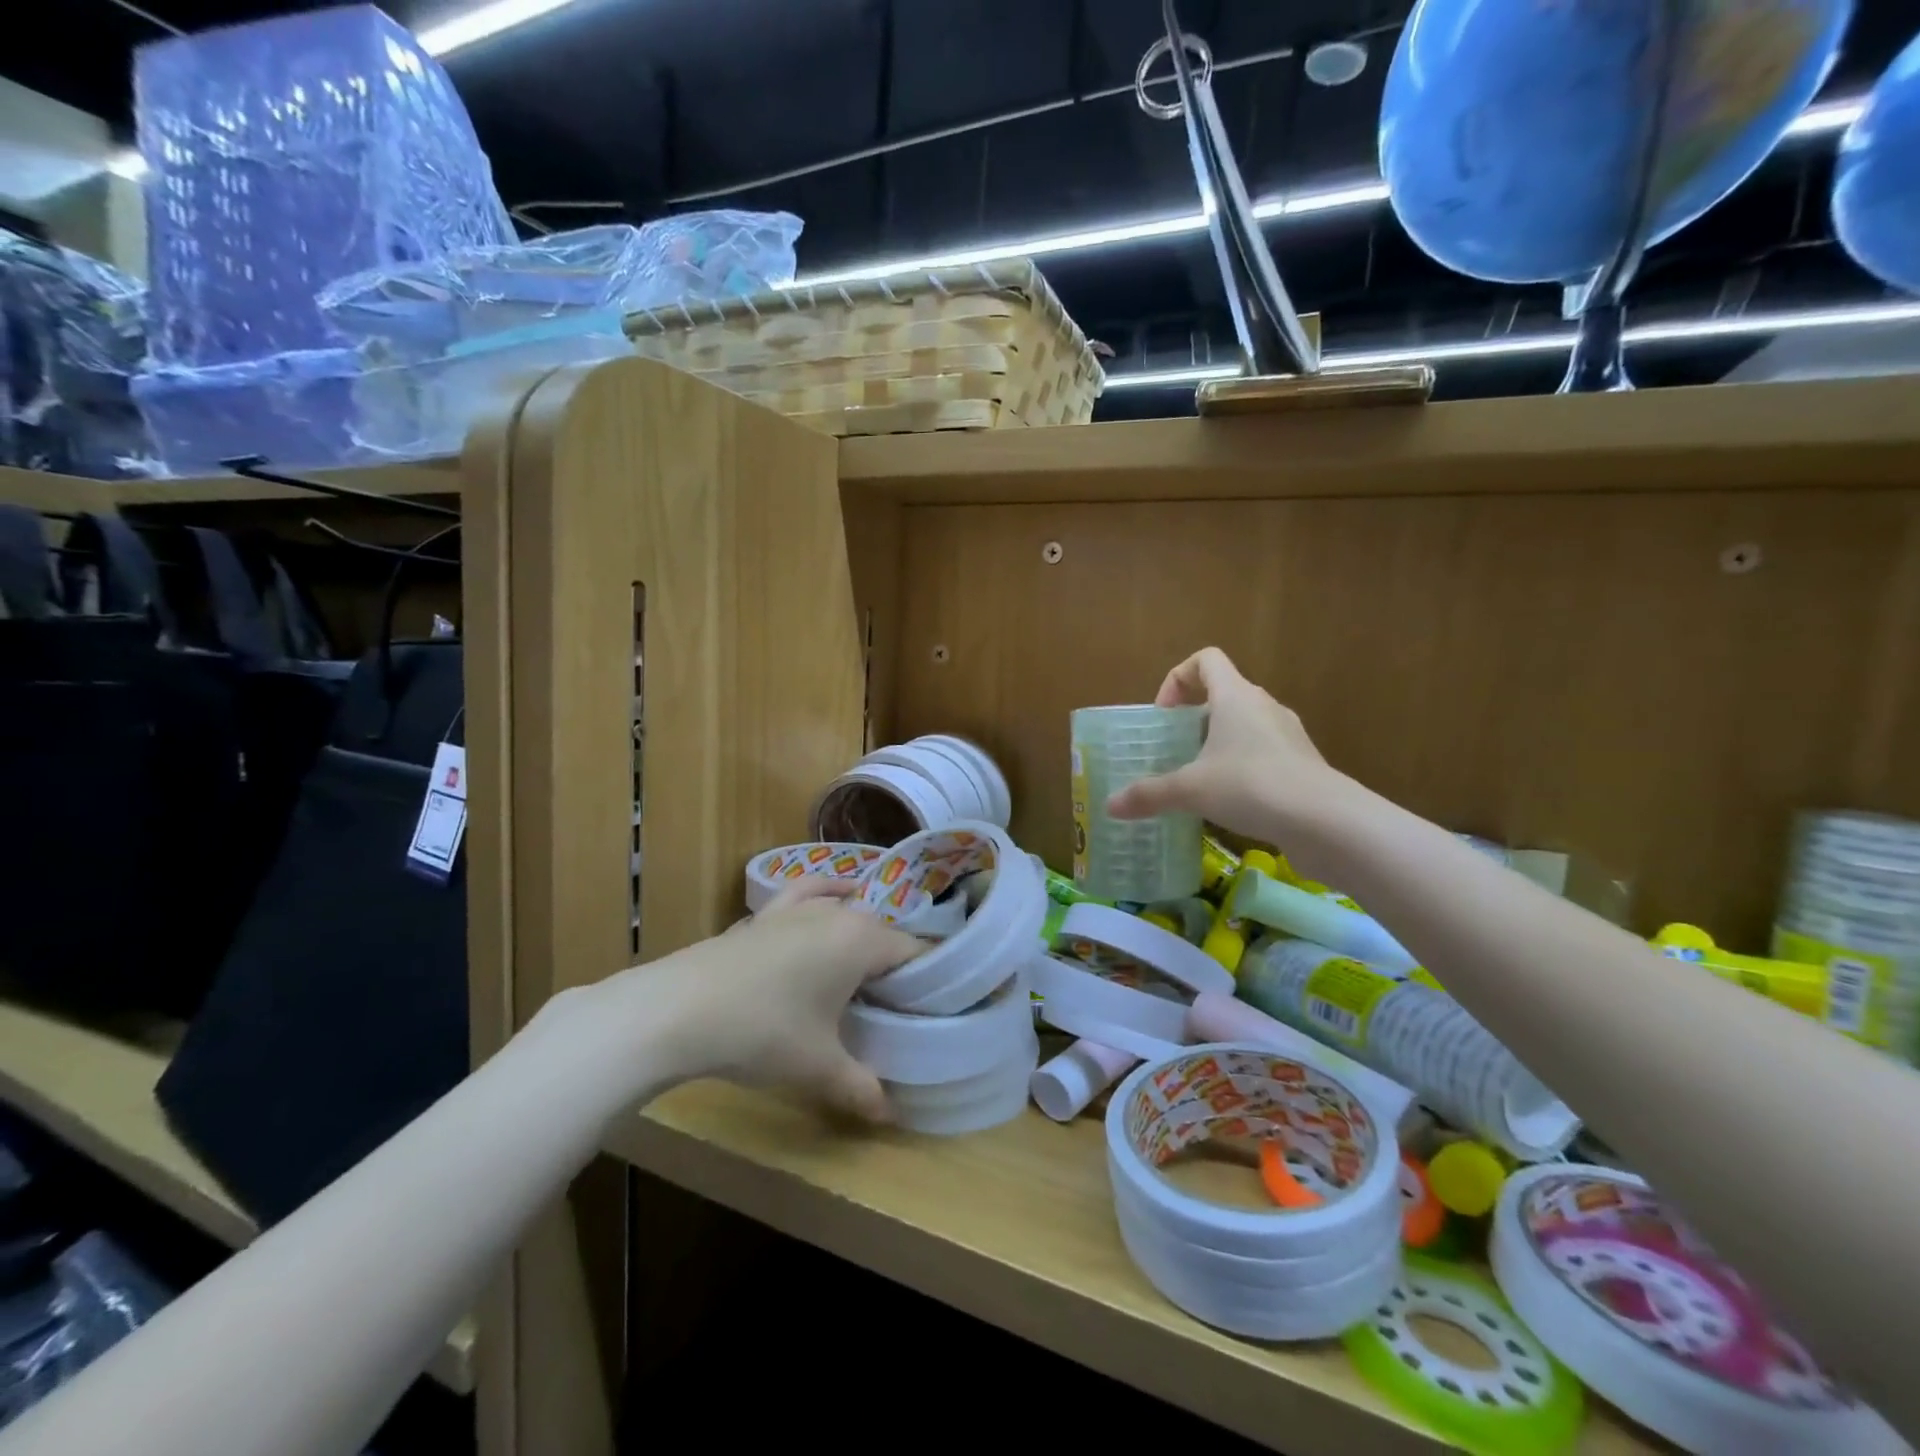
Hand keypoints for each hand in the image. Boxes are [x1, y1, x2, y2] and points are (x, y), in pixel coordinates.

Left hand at [590, 878, 923, 1120]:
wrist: (680, 1010)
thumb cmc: (763, 1033)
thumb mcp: (818, 1068)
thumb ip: (860, 1088)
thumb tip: (890, 1114)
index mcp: (861, 942)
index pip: (914, 951)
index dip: (931, 976)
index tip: (937, 1005)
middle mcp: (837, 914)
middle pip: (883, 931)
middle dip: (896, 963)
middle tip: (899, 1004)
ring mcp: (798, 909)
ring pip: (847, 909)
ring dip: (865, 930)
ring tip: (872, 961)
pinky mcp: (766, 914)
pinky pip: (807, 890)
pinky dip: (826, 890)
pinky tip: (835, 893)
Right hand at [1105, 647, 1349, 847]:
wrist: (1326, 821)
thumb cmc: (1250, 786)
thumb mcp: (1190, 790)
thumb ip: (1149, 794)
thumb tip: (1111, 806)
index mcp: (1235, 696)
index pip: (1206, 659)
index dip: (1178, 678)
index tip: (1164, 715)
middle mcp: (1263, 705)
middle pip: (1224, 693)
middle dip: (1194, 717)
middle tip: (1175, 749)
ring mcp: (1288, 733)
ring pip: (1245, 725)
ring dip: (1219, 743)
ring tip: (1200, 778)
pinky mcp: (1302, 762)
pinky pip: (1263, 752)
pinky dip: (1242, 766)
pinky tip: (1231, 801)